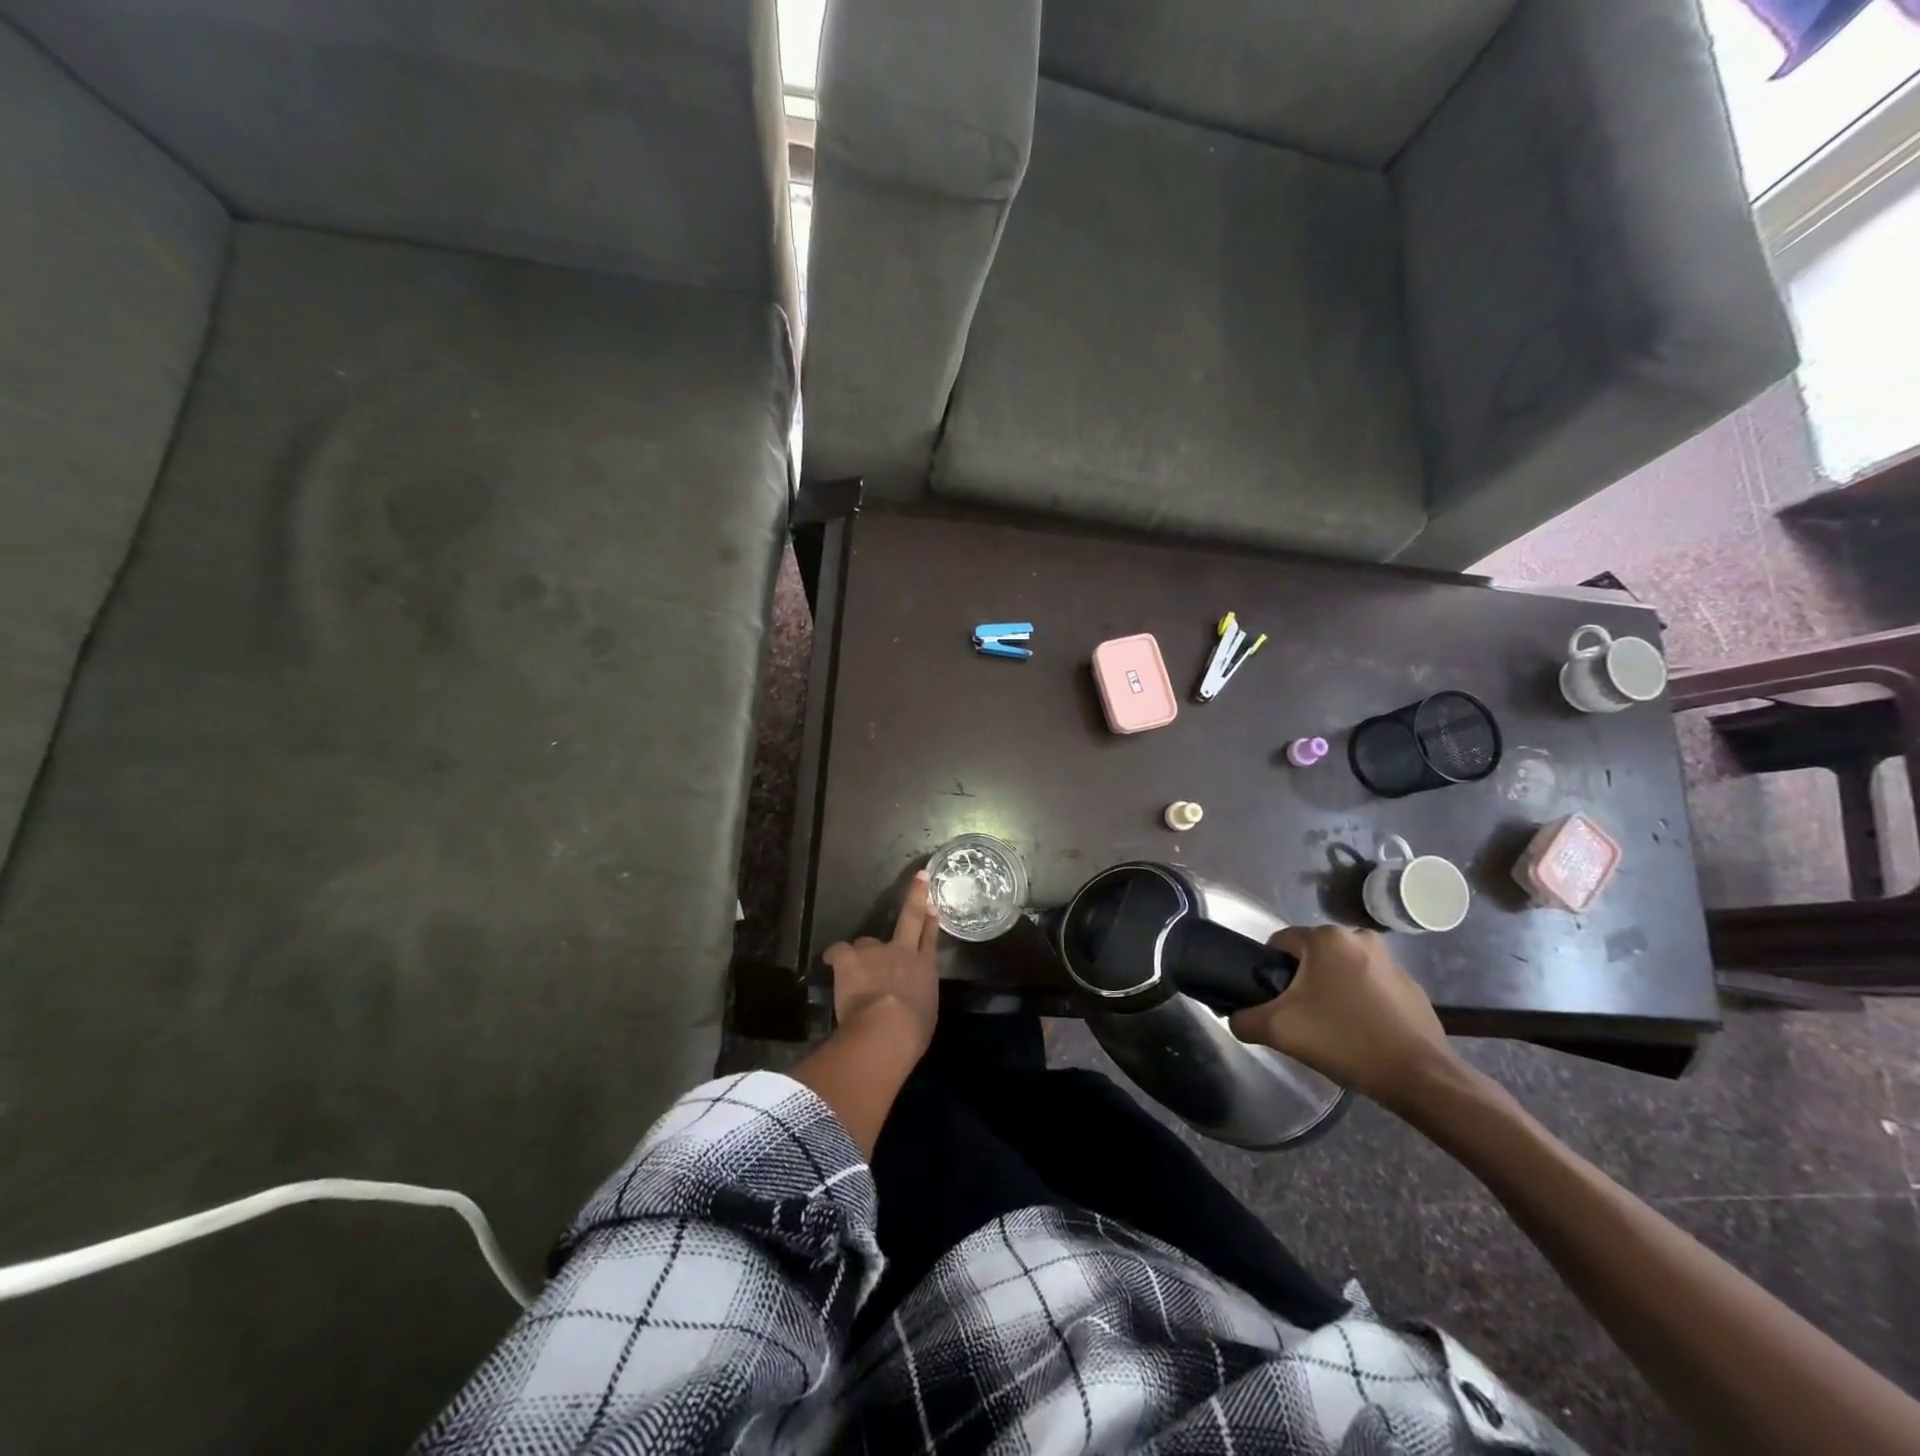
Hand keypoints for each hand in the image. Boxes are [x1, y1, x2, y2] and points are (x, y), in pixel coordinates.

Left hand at [822, 870, 940, 1055]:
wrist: (887, 1028)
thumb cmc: (912, 1031)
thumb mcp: (924, 1014)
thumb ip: (917, 999)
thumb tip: (910, 1000)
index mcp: (924, 968)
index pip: (930, 939)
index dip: (931, 921)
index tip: (932, 904)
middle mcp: (903, 952)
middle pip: (910, 918)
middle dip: (915, 896)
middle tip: (919, 878)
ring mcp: (876, 951)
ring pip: (865, 943)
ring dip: (861, 955)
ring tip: (855, 972)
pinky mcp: (851, 958)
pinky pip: (839, 952)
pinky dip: (836, 958)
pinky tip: (832, 965)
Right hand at [1229, 924, 1457, 1110]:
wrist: (1420, 1077)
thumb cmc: (1345, 1041)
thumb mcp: (1278, 1030)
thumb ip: (1244, 1019)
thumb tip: (1235, 1017)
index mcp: (1326, 938)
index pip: (1279, 942)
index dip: (1269, 971)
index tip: (1275, 1002)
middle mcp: (1359, 937)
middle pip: (1311, 956)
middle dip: (1303, 982)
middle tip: (1302, 1018)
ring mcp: (1391, 960)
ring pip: (1342, 969)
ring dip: (1332, 989)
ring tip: (1333, 1028)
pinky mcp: (1412, 985)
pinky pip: (1371, 985)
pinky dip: (1361, 1001)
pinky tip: (1363, 1032)